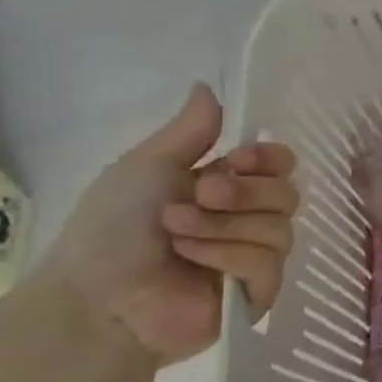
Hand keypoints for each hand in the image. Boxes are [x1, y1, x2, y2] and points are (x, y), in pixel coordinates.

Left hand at [41, 85, 297, 364]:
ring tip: (177, 234)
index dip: (271, 158)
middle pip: (287, 193)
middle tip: (201, 195)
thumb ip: (190, 132)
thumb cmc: (112, 229)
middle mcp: (249, 220)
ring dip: (224, 225)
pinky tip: (192, 259)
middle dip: (244, 191)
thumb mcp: (148, 167)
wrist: (94, 296)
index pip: (282, 165)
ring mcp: (256, 258)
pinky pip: (267, 263)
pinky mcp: (258, 294)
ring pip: (279, 229)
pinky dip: (228, 255)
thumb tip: (208, 85)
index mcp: (230, 188)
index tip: (241, 157)